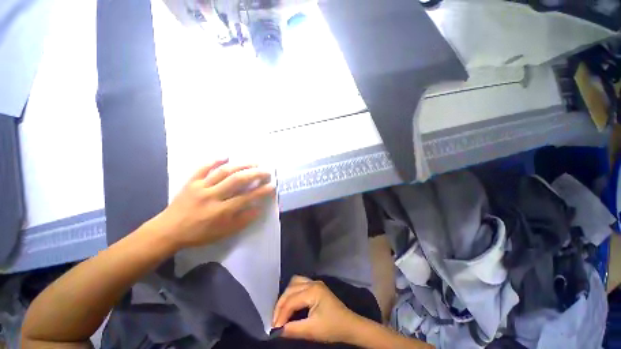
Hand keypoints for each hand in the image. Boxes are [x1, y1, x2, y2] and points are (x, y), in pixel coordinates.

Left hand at [153, 159, 275, 248]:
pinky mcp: (191, 182)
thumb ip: (242, 220)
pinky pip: (203, 168)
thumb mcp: (223, 232)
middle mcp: (212, 196)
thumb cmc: (198, 234)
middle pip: (237, 180)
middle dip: (255, 174)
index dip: (262, 191)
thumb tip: (258, 209)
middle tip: (266, 171)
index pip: (247, 198)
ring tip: (254, 163)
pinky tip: (226, 156)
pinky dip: (214, 160)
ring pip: (223, 172)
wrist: (168, 231)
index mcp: (221, 211)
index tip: (272, 185)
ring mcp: (200, 187)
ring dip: (241, 165)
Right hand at [272, 276, 361, 343]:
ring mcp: (315, 283)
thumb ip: (293, 329)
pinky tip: (290, 303)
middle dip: (281, 304)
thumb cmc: (332, 328)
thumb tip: (277, 331)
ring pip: (294, 283)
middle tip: (275, 320)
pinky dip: (292, 293)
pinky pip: (300, 284)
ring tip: (281, 311)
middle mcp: (313, 283)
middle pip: (291, 289)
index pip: (291, 301)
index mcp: (313, 291)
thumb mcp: (312, 331)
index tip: (273, 328)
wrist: (349, 325)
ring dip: (286, 296)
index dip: (280, 315)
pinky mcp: (316, 287)